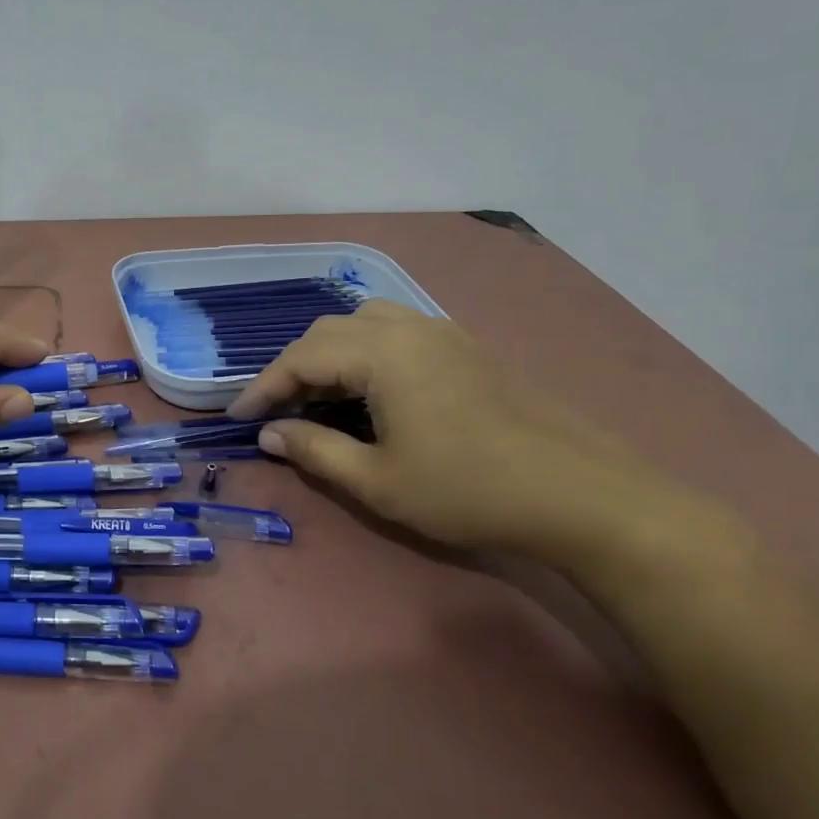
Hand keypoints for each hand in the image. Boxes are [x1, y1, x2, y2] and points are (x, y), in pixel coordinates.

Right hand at [226, 300, 676, 563]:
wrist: (580, 496)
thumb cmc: (468, 490)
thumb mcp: (377, 481)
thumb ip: (315, 451)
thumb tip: (270, 434)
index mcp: (383, 354)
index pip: (302, 358)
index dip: (263, 388)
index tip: (238, 417)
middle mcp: (409, 328)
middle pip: (329, 331)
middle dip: (293, 367)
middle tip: (276, 410)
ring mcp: (443, 333)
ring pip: (364, 323)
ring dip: (330, 353)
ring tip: (320, 395)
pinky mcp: (467, 348)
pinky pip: (397, 331)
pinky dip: (364, 352)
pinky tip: (370, 390)